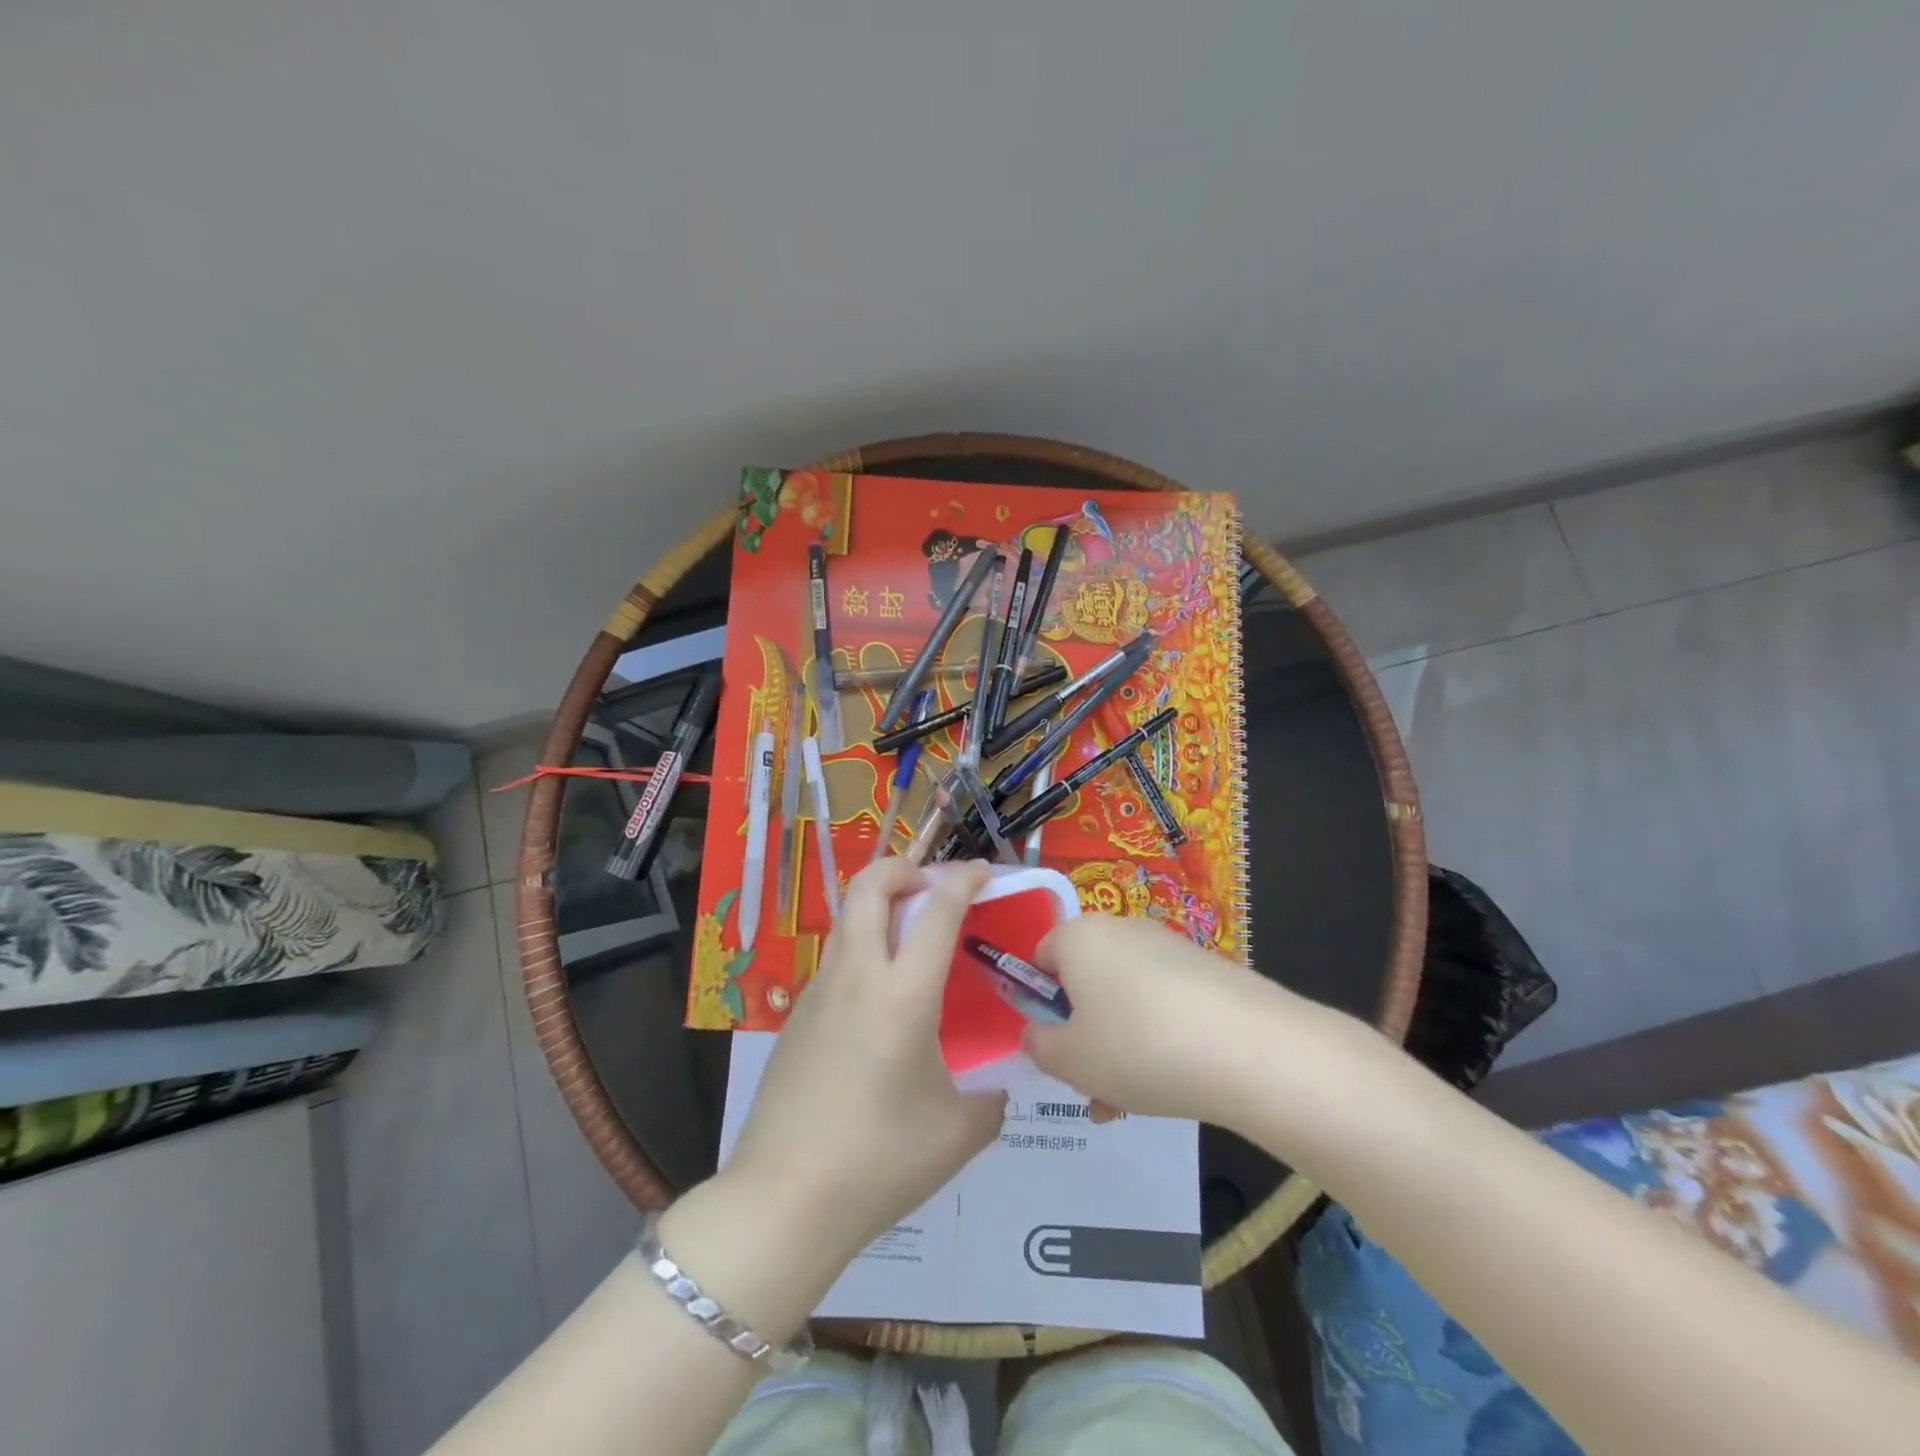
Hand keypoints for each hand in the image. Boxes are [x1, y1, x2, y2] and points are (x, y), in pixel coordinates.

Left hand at [724, 858, 1007, 1262]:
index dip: (963, 879)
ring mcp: (819, 992)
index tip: (983, 872)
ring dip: (879, 906)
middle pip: (870, 885)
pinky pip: (835, 959)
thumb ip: (989, 1101)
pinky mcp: (796, 1016)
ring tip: (910, 939)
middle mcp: (857, 977)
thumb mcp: (957, 1135)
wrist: (782, 1201)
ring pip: (848, 918)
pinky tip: (879, 1000)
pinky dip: (863, 948)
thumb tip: (994, 1090)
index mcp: (902, 995)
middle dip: (903, 867)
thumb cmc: (878, 1163)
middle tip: (932, 887)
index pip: (936, 910)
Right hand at [1024, 913, 1307, 1128]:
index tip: (1055, 1047)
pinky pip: (1163, 1002)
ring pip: (1124, 998)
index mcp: (1078, 936)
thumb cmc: (1138, 1047)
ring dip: (1119, 1047)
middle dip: (1084, 1035)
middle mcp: (1121, 929)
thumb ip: (1039, 1045)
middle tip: (1093, 1086)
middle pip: (1085, 981)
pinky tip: (1173, 1082)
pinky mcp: (1207, 969)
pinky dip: (1158, 1037)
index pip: (1040, 958)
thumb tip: (1039, 1033)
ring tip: (1132, 1103)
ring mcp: (1168, 946)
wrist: (1251, 1049)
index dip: (1040, 1004)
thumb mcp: (1069, 1060)